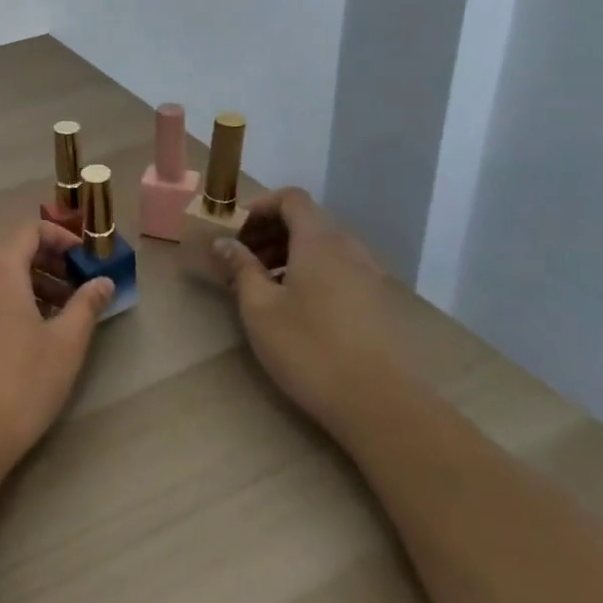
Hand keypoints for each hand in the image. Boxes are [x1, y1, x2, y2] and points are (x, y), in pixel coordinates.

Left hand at [0, 222, 113, 474]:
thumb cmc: (21, 382)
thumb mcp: (66, 343)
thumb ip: (86, 305)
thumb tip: (104, 281)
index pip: (30, 230)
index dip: (61, 238)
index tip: (86, 260)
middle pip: (12, 251)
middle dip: (49, 263)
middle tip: (79, 288)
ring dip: (31, 284)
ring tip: (61, 314)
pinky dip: (10, 301)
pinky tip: (30, 335)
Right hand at [212, 188, 393, 422]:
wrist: (379, 403)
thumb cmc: (309, 348)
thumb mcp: (260, 308)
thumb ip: (240, 268)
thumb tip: (224, 243)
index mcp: (319, 241)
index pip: (291, 199)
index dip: (261, 207)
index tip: (237, 233)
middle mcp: (348, 248)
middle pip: (307, 221)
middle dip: (270, 232)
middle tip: (242, 261)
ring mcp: (368, 275)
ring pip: (323, 247)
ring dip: (289, 254)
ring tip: (264, 286)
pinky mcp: (377, 302)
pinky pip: (338, 269)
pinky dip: (311, 272)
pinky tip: (296, 308)